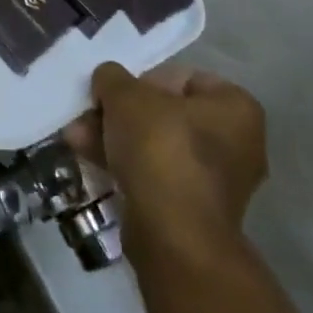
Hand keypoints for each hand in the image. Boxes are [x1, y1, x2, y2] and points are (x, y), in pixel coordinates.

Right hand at [67, 62, 267, 249]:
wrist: (173, 235)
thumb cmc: (160, 148)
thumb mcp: (125, 95)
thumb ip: (113, 77)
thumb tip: (108, 79)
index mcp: (235, 107)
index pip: (183, 78)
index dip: (143, 80)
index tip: (116, 93)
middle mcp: (237, 143)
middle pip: (165, 114)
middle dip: (120, 114)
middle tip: (88, 116)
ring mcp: (217, 182)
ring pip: (156, 145)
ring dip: (115, 138)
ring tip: (75, 139)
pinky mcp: (195, 212)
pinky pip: (157, 175)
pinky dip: (126, 166)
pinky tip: (89, 161)